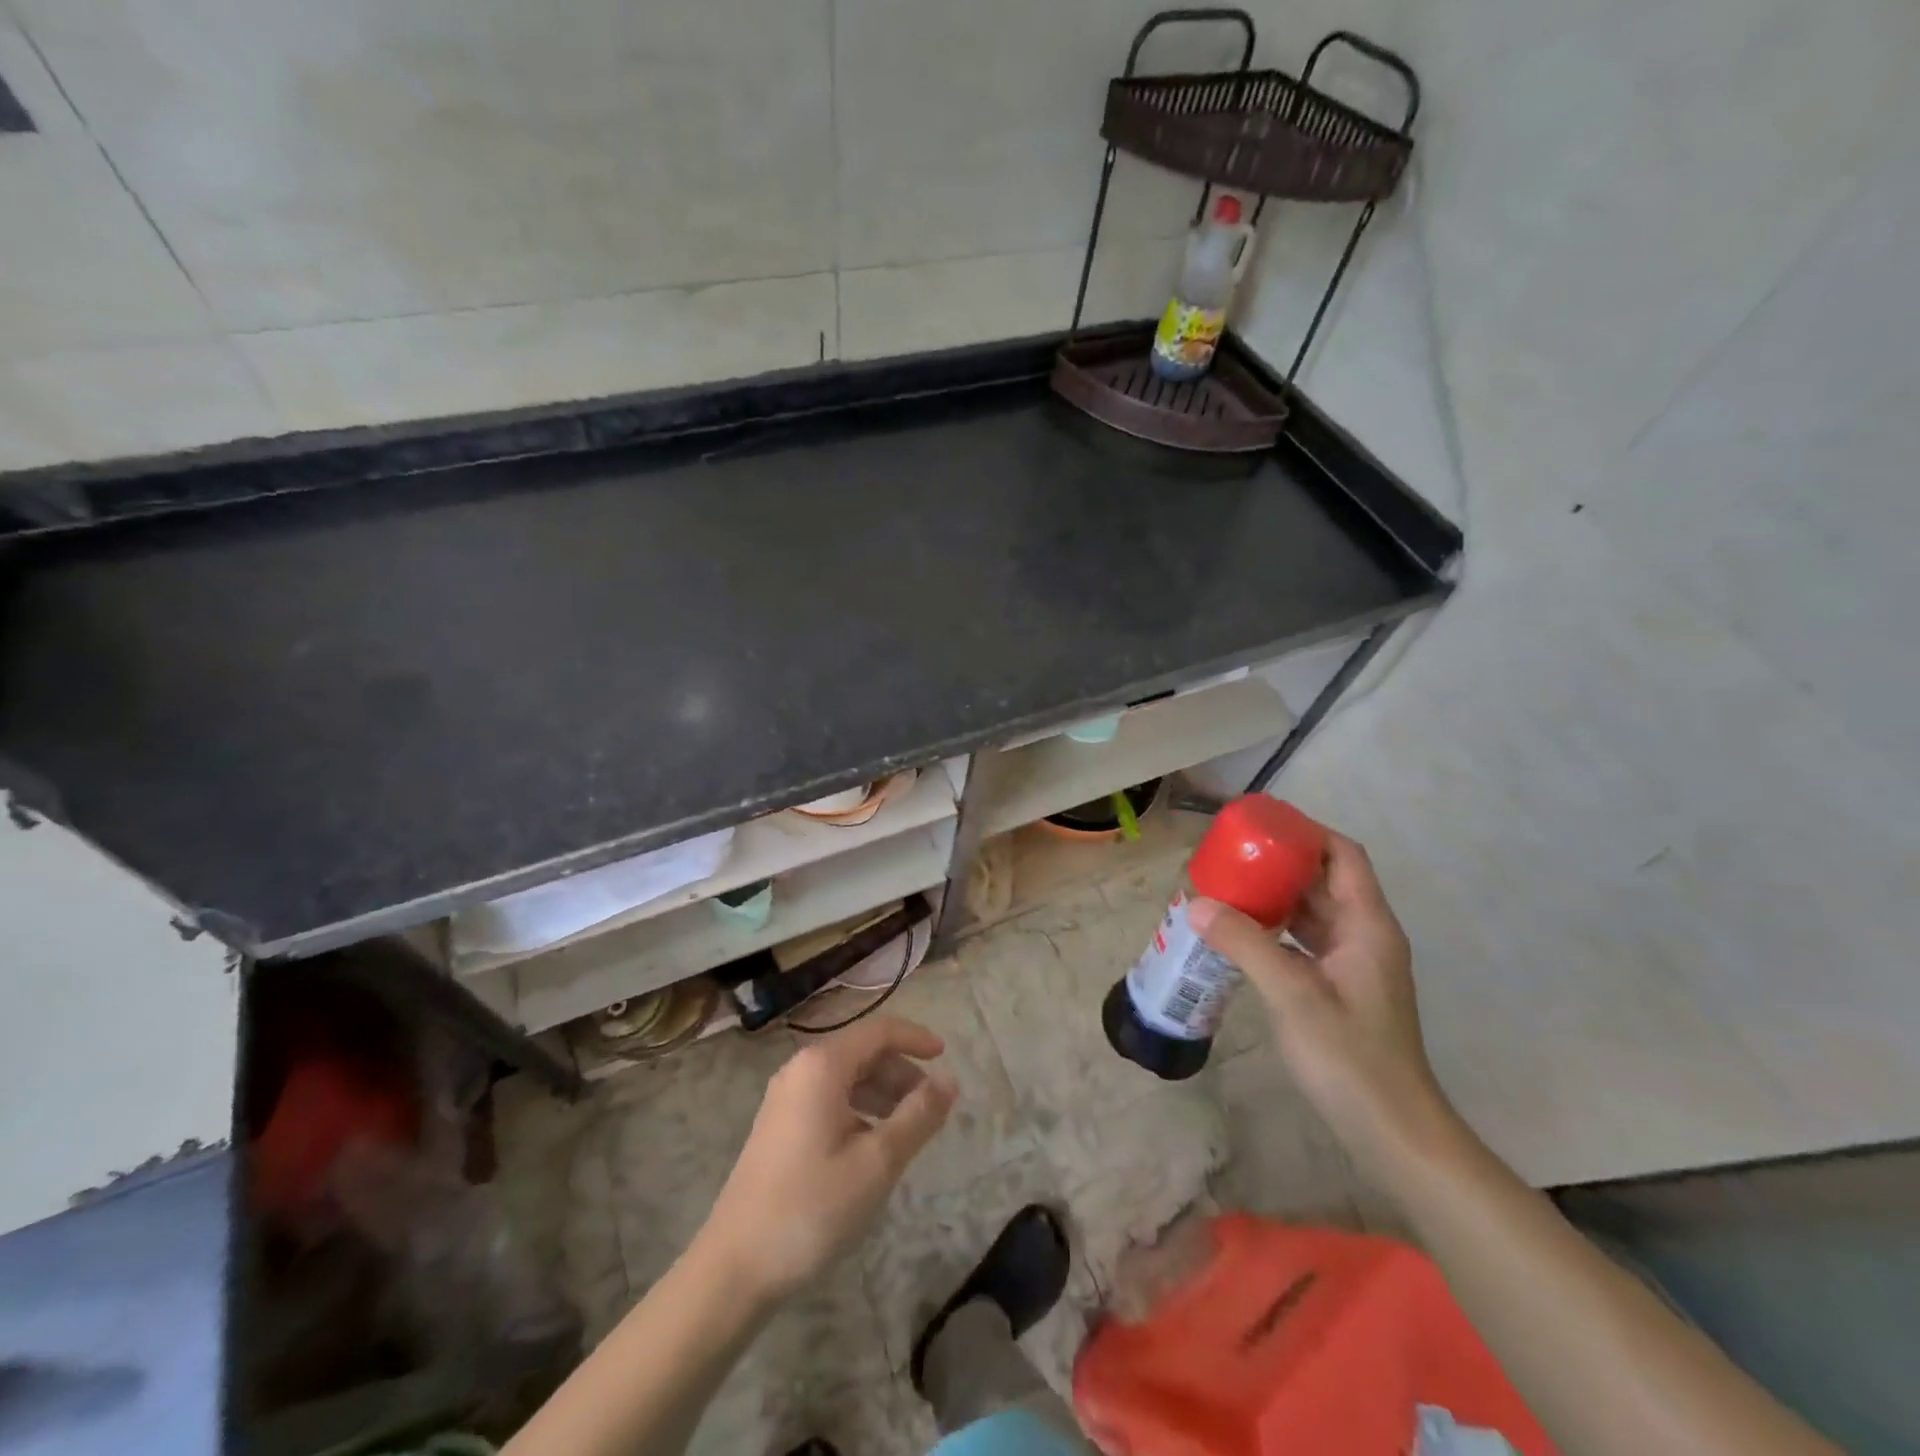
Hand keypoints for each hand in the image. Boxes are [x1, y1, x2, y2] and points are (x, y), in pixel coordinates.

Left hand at [698, 1016, 957, 1301]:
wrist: (734, 1267)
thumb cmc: (811, 1208)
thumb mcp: (877, 1162)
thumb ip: (918, 1116)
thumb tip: (950, 1080)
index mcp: (822, 1066)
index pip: (879, 1031)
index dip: (915, 1038)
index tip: (946, 1057)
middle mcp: (800, 1070)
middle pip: (862, 1052)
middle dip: (901, 1071)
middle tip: (931, 1106)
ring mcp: (785, 1098)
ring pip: (846, 1077)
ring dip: (882, 1092)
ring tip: (908, 1129)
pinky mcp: (779, 1126)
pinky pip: (829, 1099)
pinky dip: (859, 1109)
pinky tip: (872, 1146)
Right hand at [1189, 832, 1458, 1182]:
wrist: (1393, 1132)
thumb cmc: (1350, 1057)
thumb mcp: (1292, 995)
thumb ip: (1245, 944)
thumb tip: (1195, 903)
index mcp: (1366, 925)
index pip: (1343, 856)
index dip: (1306, 833)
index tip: (1261, 825)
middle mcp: (1364, 935)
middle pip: (1324, 880)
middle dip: (1280, 863)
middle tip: (1230, 855)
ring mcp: (1354, 964)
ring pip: (1312, 912)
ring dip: (1274, 897)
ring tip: (1227, 887)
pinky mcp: (1340, 987)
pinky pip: (1305, 941)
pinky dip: (1275, 929)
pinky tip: (1240, 935)